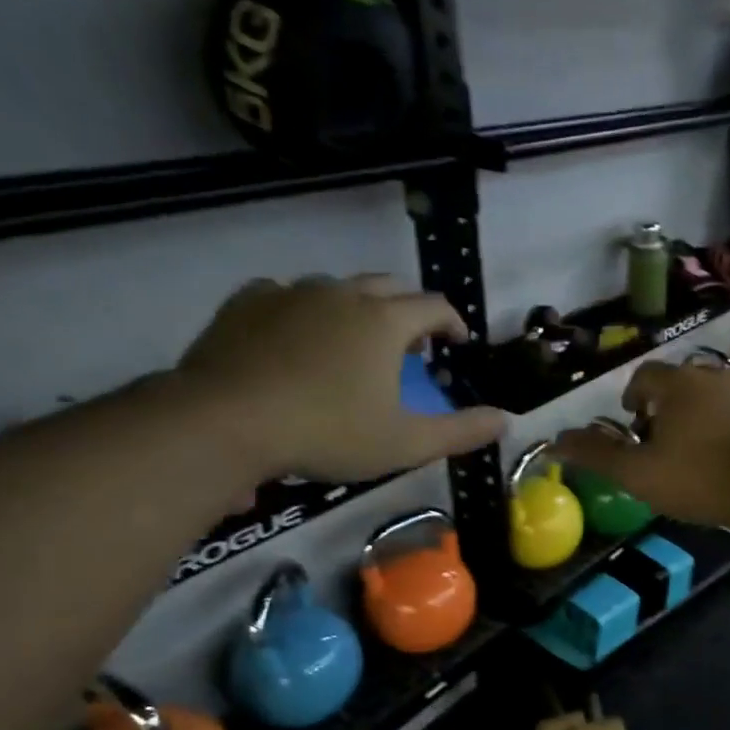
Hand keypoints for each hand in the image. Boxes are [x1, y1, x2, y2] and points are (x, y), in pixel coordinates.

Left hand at [177, 275, 505, 482]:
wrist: (223, 423)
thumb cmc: (328, 432)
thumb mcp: (405, 443)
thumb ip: (461, 431)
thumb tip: (506, 420)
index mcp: (385, 321)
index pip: (434, 306)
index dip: (452, 323)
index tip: (456, 343)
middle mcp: (342, 294)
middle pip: (388, 286)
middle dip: (407, 311)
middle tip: (409, 345)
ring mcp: (291, 293)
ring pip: (336, 287)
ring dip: (356, 308)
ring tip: (352, 342)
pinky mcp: (246, 303)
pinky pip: (285, 294)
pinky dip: (302, 310)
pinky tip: (295, 336)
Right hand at [551, 361, 729, 527]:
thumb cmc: (702, 478)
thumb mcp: (639, 474)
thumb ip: (597, 455)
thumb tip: (555, 442)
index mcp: (678, 385)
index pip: (646, 376)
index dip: (635, 396)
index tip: (636, 422)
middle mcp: (718, 374)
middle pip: (687, 383)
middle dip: (674, 406)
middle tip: (672, 441)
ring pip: (725, 395)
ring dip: (713, 414)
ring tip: (711, 451)